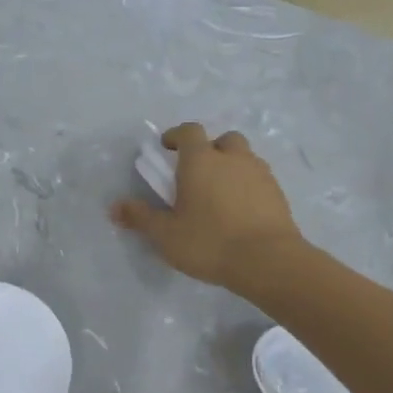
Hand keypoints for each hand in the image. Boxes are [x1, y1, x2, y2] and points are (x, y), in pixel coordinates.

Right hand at [110, 123, 301, 287]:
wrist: (268, 260)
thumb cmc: (209, 242)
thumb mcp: (166, 235)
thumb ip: (141, 218)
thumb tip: (115, 207)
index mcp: (201, 160)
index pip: (189, 131)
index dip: (177, 135)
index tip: (167, 147)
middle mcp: (232, 159)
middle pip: (223, 140)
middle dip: (210, 149)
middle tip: (198, 173)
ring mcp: (260, 174)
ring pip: (245, 158)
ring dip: (232, 167)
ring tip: (220, 194)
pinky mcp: (278, 193)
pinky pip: (259, 180)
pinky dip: (248, 187)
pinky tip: (240, 211)